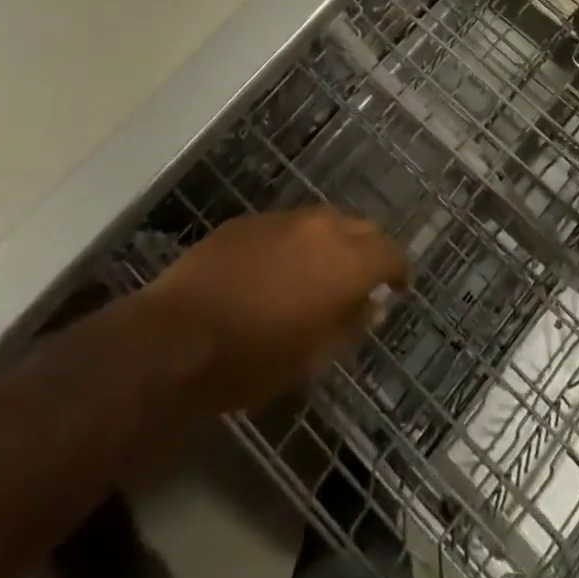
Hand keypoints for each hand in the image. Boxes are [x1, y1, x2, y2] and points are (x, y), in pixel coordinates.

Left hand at [145, 206, 408, 413]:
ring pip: (325, 220)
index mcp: (345, 261)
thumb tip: (372, 306)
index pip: (390, 252)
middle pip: (362, 227)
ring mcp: (283, 217)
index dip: (399, 270)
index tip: (398, 288)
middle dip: (369, 250)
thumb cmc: (253, 359)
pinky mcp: (251, 219)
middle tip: (363, 281)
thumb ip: (350, 325)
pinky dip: (298, 241)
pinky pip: (289, 224)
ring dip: (334, 241)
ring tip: (322, 272)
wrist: (179, 336)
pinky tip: (279, 269)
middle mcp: (321, 227)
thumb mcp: (312, 358)